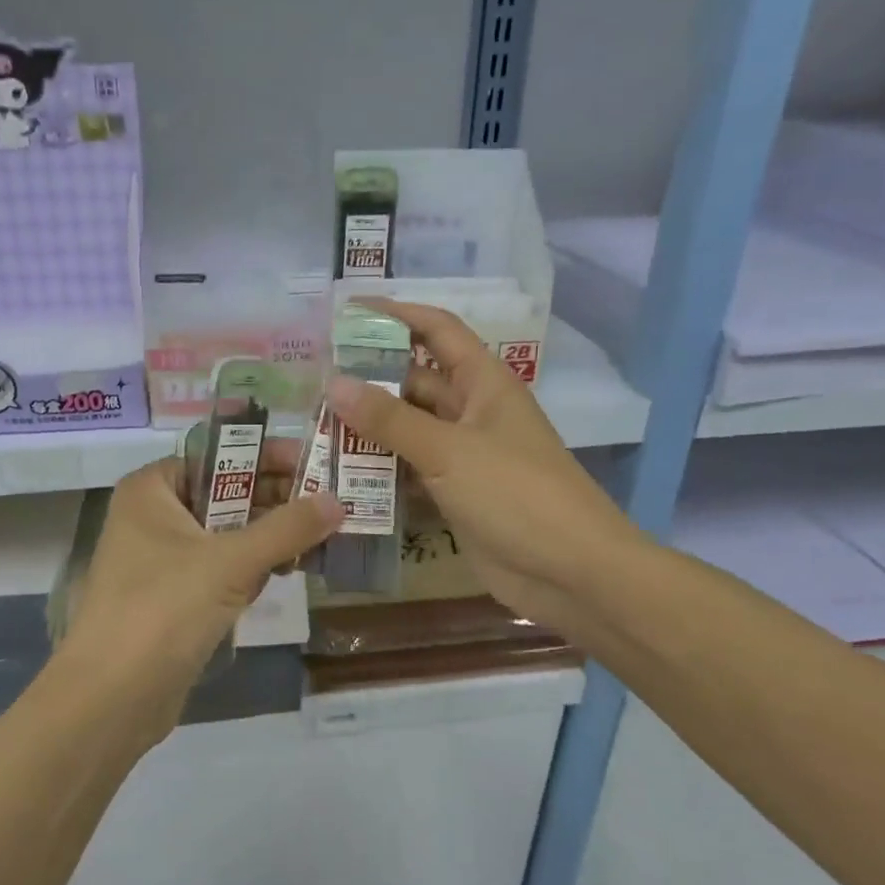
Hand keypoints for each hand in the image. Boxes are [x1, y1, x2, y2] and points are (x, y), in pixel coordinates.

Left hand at [56, 441, 341, 738]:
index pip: (216, 456)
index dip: (265, 456)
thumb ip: (286, 529)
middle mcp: (153, 517)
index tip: (314, 462)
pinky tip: (291, 571)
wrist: (111, 700)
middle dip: (275, 499)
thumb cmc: (163, 610)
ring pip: (227, 534)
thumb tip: (338, 500)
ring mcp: (161, 560)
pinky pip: (221, 569)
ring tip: (323, 534)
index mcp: (151, 490)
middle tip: (330, 501)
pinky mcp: (174, 598)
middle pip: (224, 494)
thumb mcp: (230, 562)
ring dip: (269, 536)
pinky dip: (253, 568)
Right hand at [326, 301, 643, 644]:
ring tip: (315, 425)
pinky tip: (340, 473)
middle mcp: (472, 411)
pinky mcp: (455, 493)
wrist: (570, 573)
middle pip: (415, 381)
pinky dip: (380, 469)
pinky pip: (410, 469)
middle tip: (313, 381)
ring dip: (369, 427)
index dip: (397, 315)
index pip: (437, 330)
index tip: (347, 312)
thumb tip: (334, 383)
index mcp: (483, 383)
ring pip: (409, 428)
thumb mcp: (449, 450)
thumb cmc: (516, 494)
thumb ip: (390, 419)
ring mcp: (464, 454)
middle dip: (369, 378)